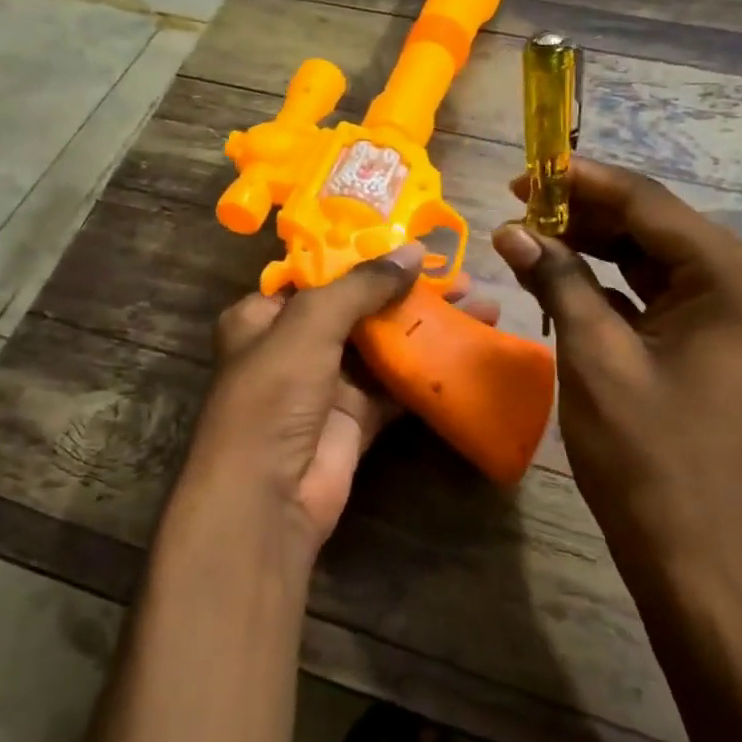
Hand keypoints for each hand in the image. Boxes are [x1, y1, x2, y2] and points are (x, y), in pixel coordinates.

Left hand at [181, 245, 499, 560]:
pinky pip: (395, 385)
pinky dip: (427, 367)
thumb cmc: (274, 394)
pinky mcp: (356, 418)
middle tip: (460, 276)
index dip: (365, 259)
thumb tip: (414, 250)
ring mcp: (326, 384)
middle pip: (358, 309)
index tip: (413, 244)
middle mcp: (293, 346)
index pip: (319, 276)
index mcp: (263, 317)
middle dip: (408, 292)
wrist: (267, 497)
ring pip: (383, 345)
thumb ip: (361, 286)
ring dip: (425, 326)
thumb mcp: (309, 325)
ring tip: (478, 304)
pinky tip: (466, 348)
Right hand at [491, 159, 741, 594]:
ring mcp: (729, 312)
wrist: (699, 558)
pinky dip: (605, 283)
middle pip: (650, 224)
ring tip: (526, 235)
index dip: (580, 181)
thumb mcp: (594, 357)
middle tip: (515, 207)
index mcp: (732, 276)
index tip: (522, 172)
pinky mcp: (708, 339)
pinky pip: (651, 293)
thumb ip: (558, 281)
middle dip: (582, 213)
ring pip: (647, 256)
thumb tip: (512, 230)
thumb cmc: (650, 458)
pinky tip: (557, 276)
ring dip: (590, 245)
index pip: (647, 202)